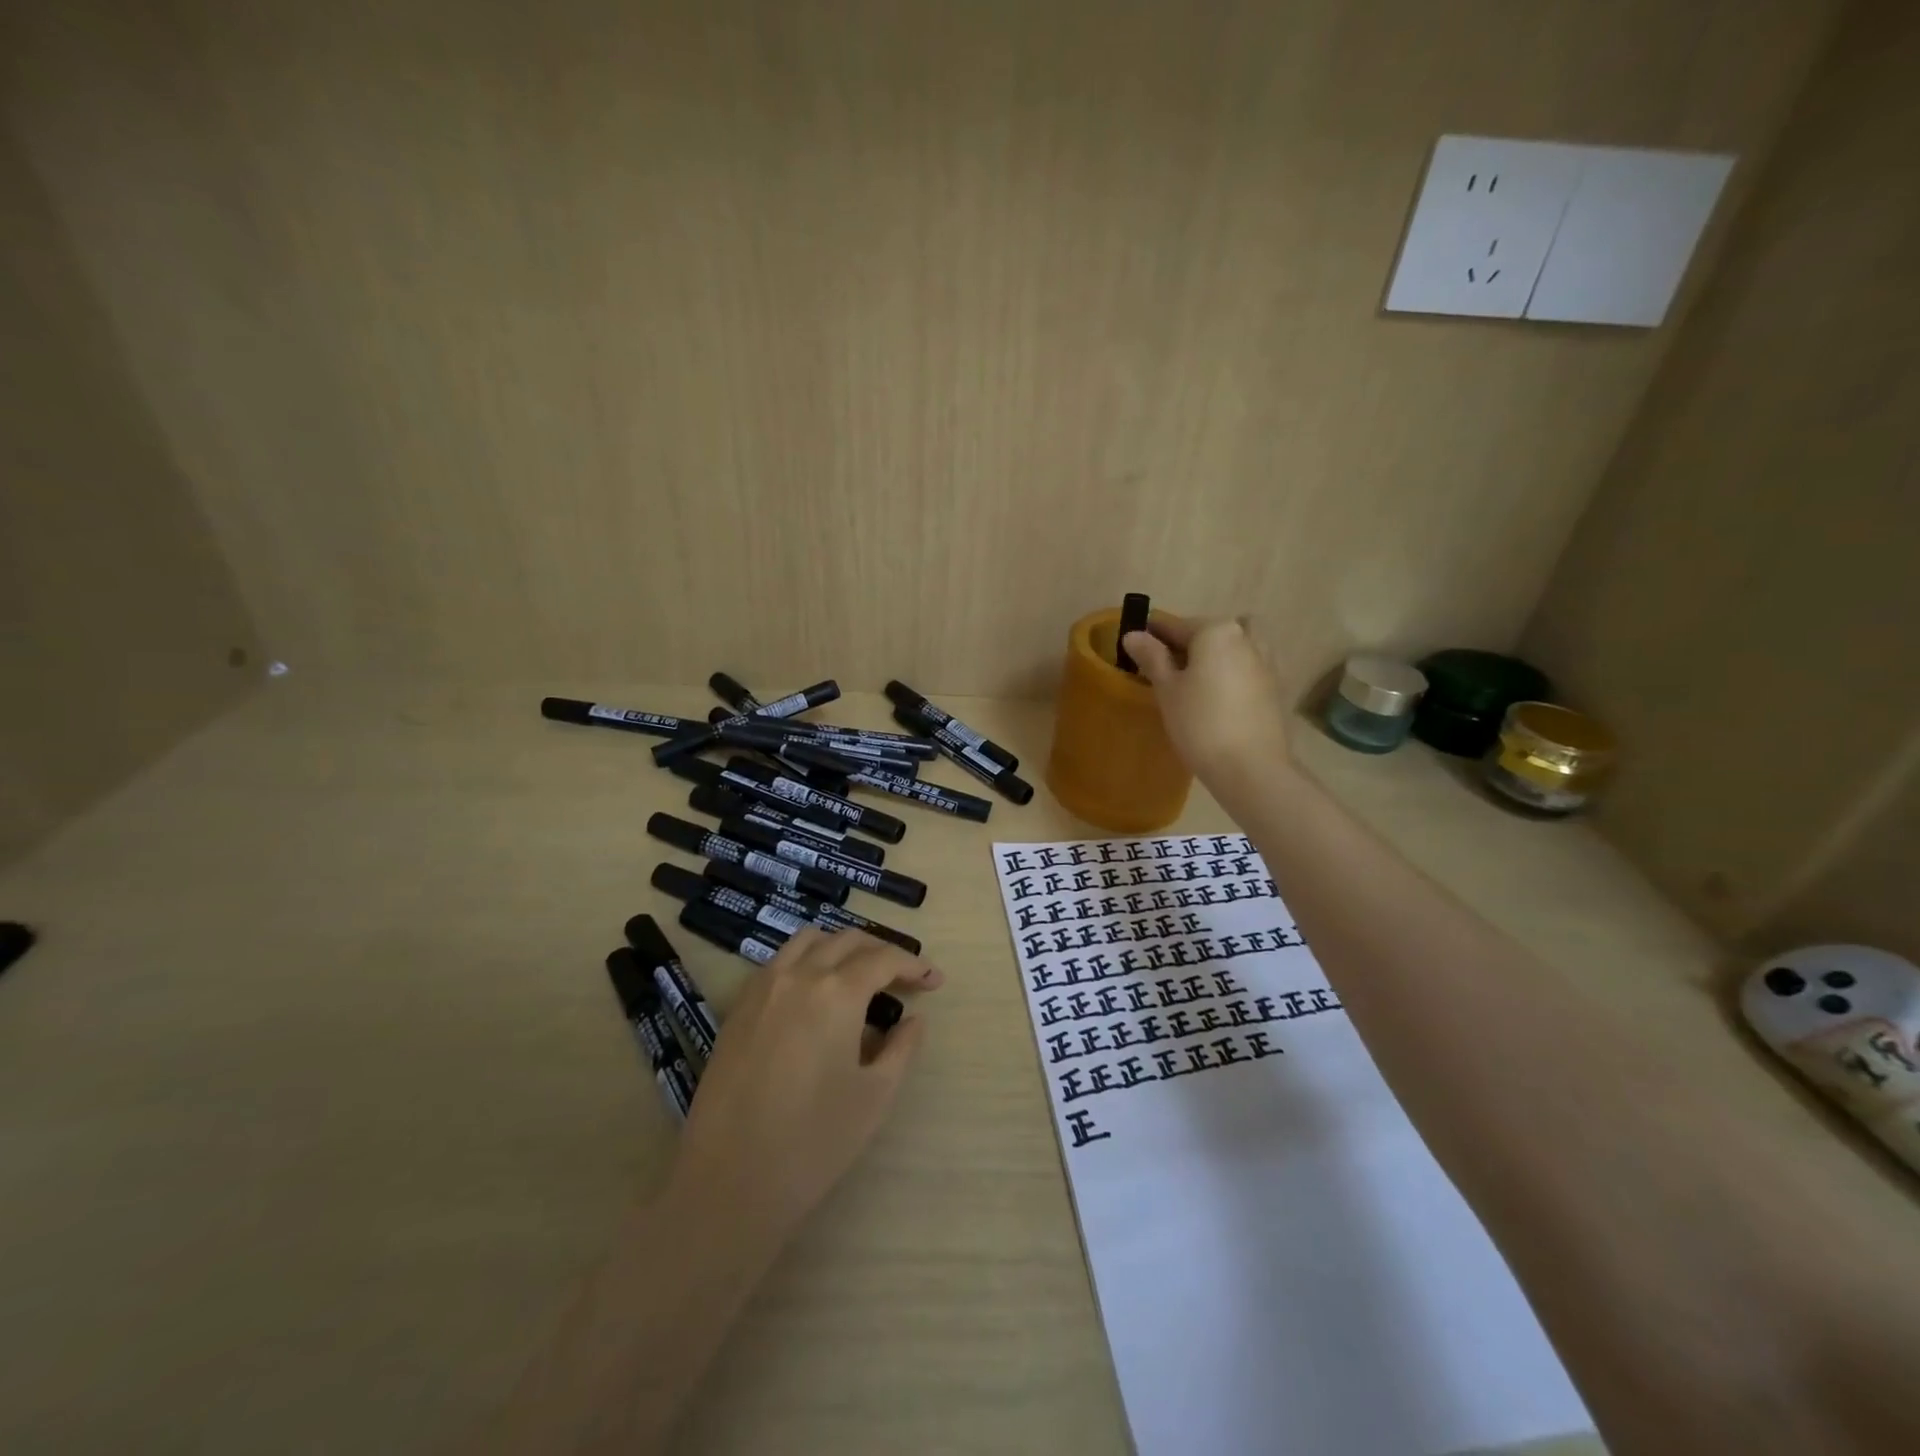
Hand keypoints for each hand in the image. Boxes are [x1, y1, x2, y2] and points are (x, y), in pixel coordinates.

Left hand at [665, 929, 941, 1246]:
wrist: (729, 1181)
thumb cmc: (813, 1142)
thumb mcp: (874, 1097)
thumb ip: (901, 1048)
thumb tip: (914, 1020)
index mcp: (837, 992)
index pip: (883, 959)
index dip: (914, 966)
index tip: (935, 981)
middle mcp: (798, 975)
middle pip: (847, 941)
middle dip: (881, 952)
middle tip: (902, 979)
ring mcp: (762, 987)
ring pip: (808, 941)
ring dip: (841, 947)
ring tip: (859, 976)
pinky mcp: (738, 1007)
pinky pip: (779, 962)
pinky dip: (807, 961)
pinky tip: (816, 995)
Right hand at [1123, 615, 1293, 785]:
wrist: (1251, 767)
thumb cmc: (1200, 723)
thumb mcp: (1167, 689)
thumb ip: (1152, 657)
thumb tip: (1133, 635)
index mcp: (1217, 630)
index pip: (1175, 625)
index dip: (1151, 636)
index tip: (1134, 646)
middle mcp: (1246, 637)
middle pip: (1207, 634)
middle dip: (1185, 646)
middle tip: (1163, 672)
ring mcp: (1266, 661)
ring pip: (1230, 650)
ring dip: (1212, 658)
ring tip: (1192, 686)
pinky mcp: (1275, 687)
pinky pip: (1245, 670)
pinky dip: (1229, 676)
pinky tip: (1215, 702)